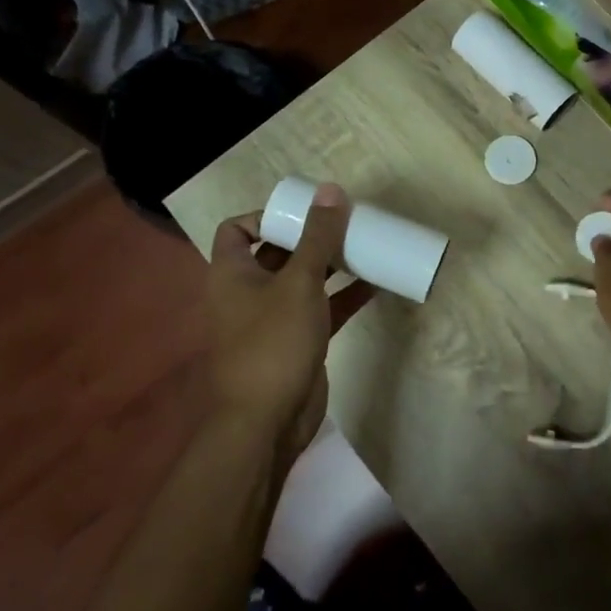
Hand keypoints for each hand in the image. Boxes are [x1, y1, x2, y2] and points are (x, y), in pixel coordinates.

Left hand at [206, 184, 371, 465]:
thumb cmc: (273, 342)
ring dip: (332, 265)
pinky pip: (323, 308)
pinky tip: (378, 284)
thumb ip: (318, 237)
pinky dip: (345, 296)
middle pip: (278, 252)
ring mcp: (274, 319)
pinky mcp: (299, 341)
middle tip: (346, 224)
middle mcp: (249, 292)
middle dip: (311, 238)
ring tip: (366, 246)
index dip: (266, 215)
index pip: (237, 229)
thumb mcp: (298, 282)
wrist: (268, 420)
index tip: (305, 213)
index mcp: (232, 273)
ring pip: (304, 281)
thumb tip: (331, 190)